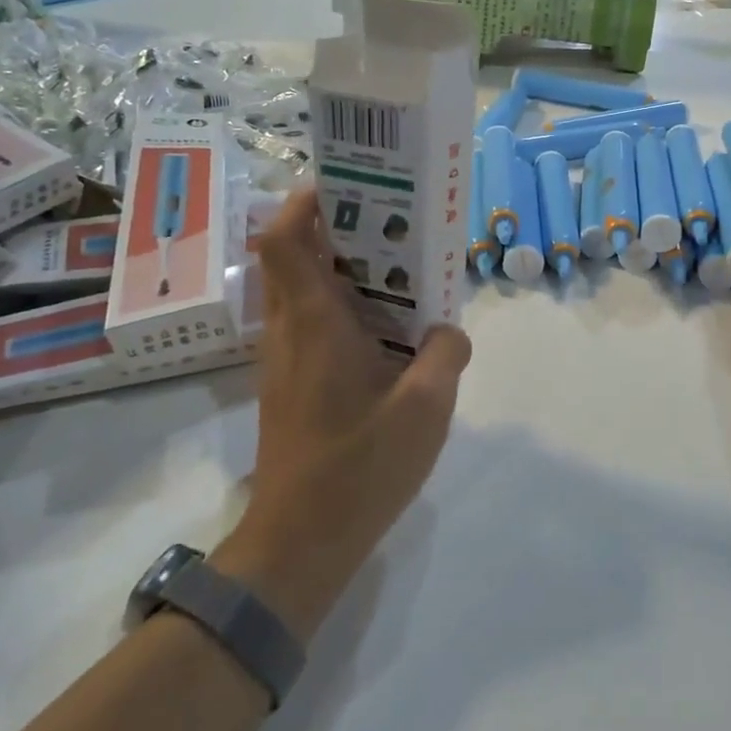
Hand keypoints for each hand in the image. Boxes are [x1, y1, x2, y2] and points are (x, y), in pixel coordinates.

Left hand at [214, 189, 471, 639]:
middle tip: (390, 224)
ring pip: (301, 292)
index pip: (285, 239)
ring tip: (398, 273)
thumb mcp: (426, 407)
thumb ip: (445, 354)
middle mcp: (289, 331)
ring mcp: (283, 361)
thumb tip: (447, 332)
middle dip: (335, 229)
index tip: (346, 186)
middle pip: (293, 257)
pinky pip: (310, 325)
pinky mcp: (289, 386)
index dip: (305, 201)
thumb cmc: (359, 467)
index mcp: (314, 322)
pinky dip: (341, 310)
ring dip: (340, 271)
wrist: (300, 543)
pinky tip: (387, 335)